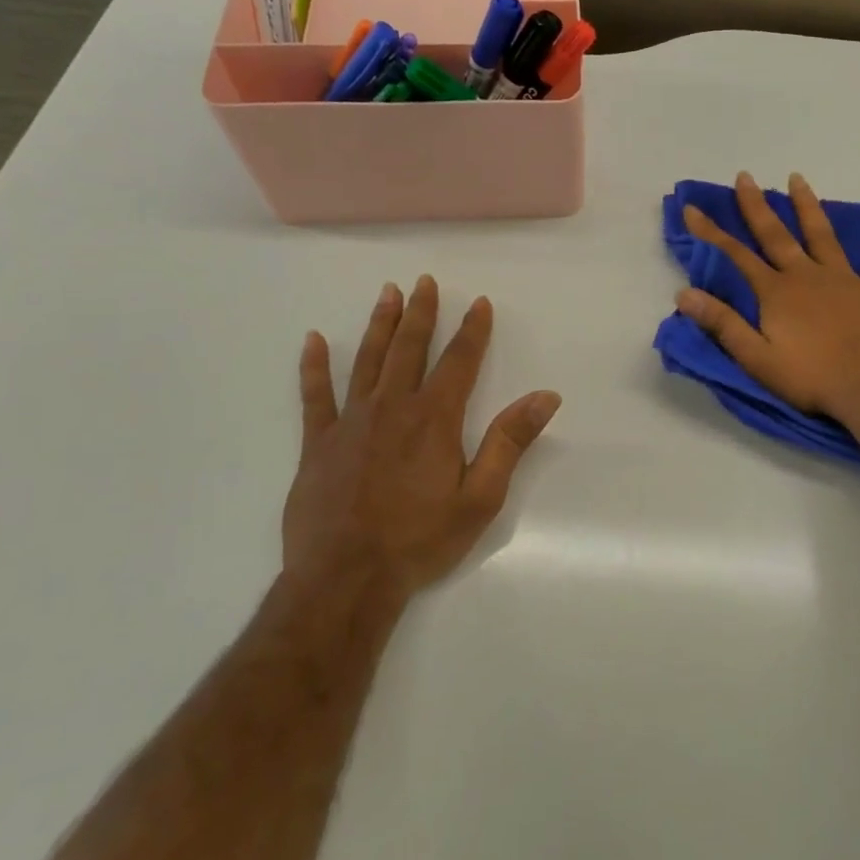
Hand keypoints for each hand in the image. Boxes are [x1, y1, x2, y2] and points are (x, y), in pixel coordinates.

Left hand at [282, 277, 561, 616]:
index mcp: (434, 420)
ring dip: (379, 325)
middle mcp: (392, 408)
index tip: (480, 303)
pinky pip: (314, 395)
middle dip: (422, 314)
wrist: (346, 578)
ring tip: (387, 293)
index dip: (473, 330)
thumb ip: (509, 442)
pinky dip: (314, 366)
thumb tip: (545, 396)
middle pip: (410, 349)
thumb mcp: (480, 497)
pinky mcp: (318, 443)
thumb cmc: (420, 540)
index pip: (460, 362)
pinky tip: (313, 341)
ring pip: (367, 361)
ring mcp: (350, 422)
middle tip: (426, 281)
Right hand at [675, 172, 859, 428]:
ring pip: (822, 234)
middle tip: (745, 176)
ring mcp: (845, 279)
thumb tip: (684, 294)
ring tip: (797, 178)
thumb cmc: (812, 378)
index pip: (736, 256)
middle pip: (776, 235)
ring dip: (808, 206)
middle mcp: (806, 276)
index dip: (711, 233)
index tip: (692, 208)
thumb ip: (723, 324)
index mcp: (776, 293)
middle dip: (757, 206)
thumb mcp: (757, 359)